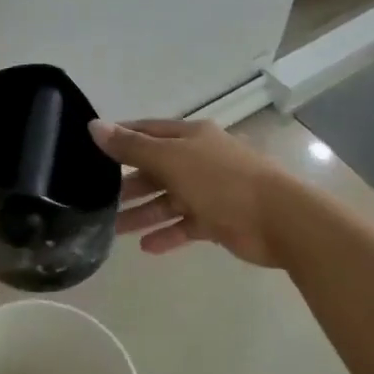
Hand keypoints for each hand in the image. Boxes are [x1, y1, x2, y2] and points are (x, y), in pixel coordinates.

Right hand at [89, 118, 295, 267]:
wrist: (280, 220)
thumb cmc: (222, 181)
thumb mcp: (171, 160)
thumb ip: (132, 147)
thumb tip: (94, 126)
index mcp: (190, 137)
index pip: (148, 131)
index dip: (122, 138)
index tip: (93, 149)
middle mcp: (199, 159)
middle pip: (156, 169)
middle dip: (129, 184)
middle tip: (97, 198)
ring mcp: (210, 191)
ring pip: (168, 200)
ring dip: (143, 213)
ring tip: (113, 229)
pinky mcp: (219, 220)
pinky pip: (186, 226)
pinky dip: (167, 234)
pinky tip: (147, 247)